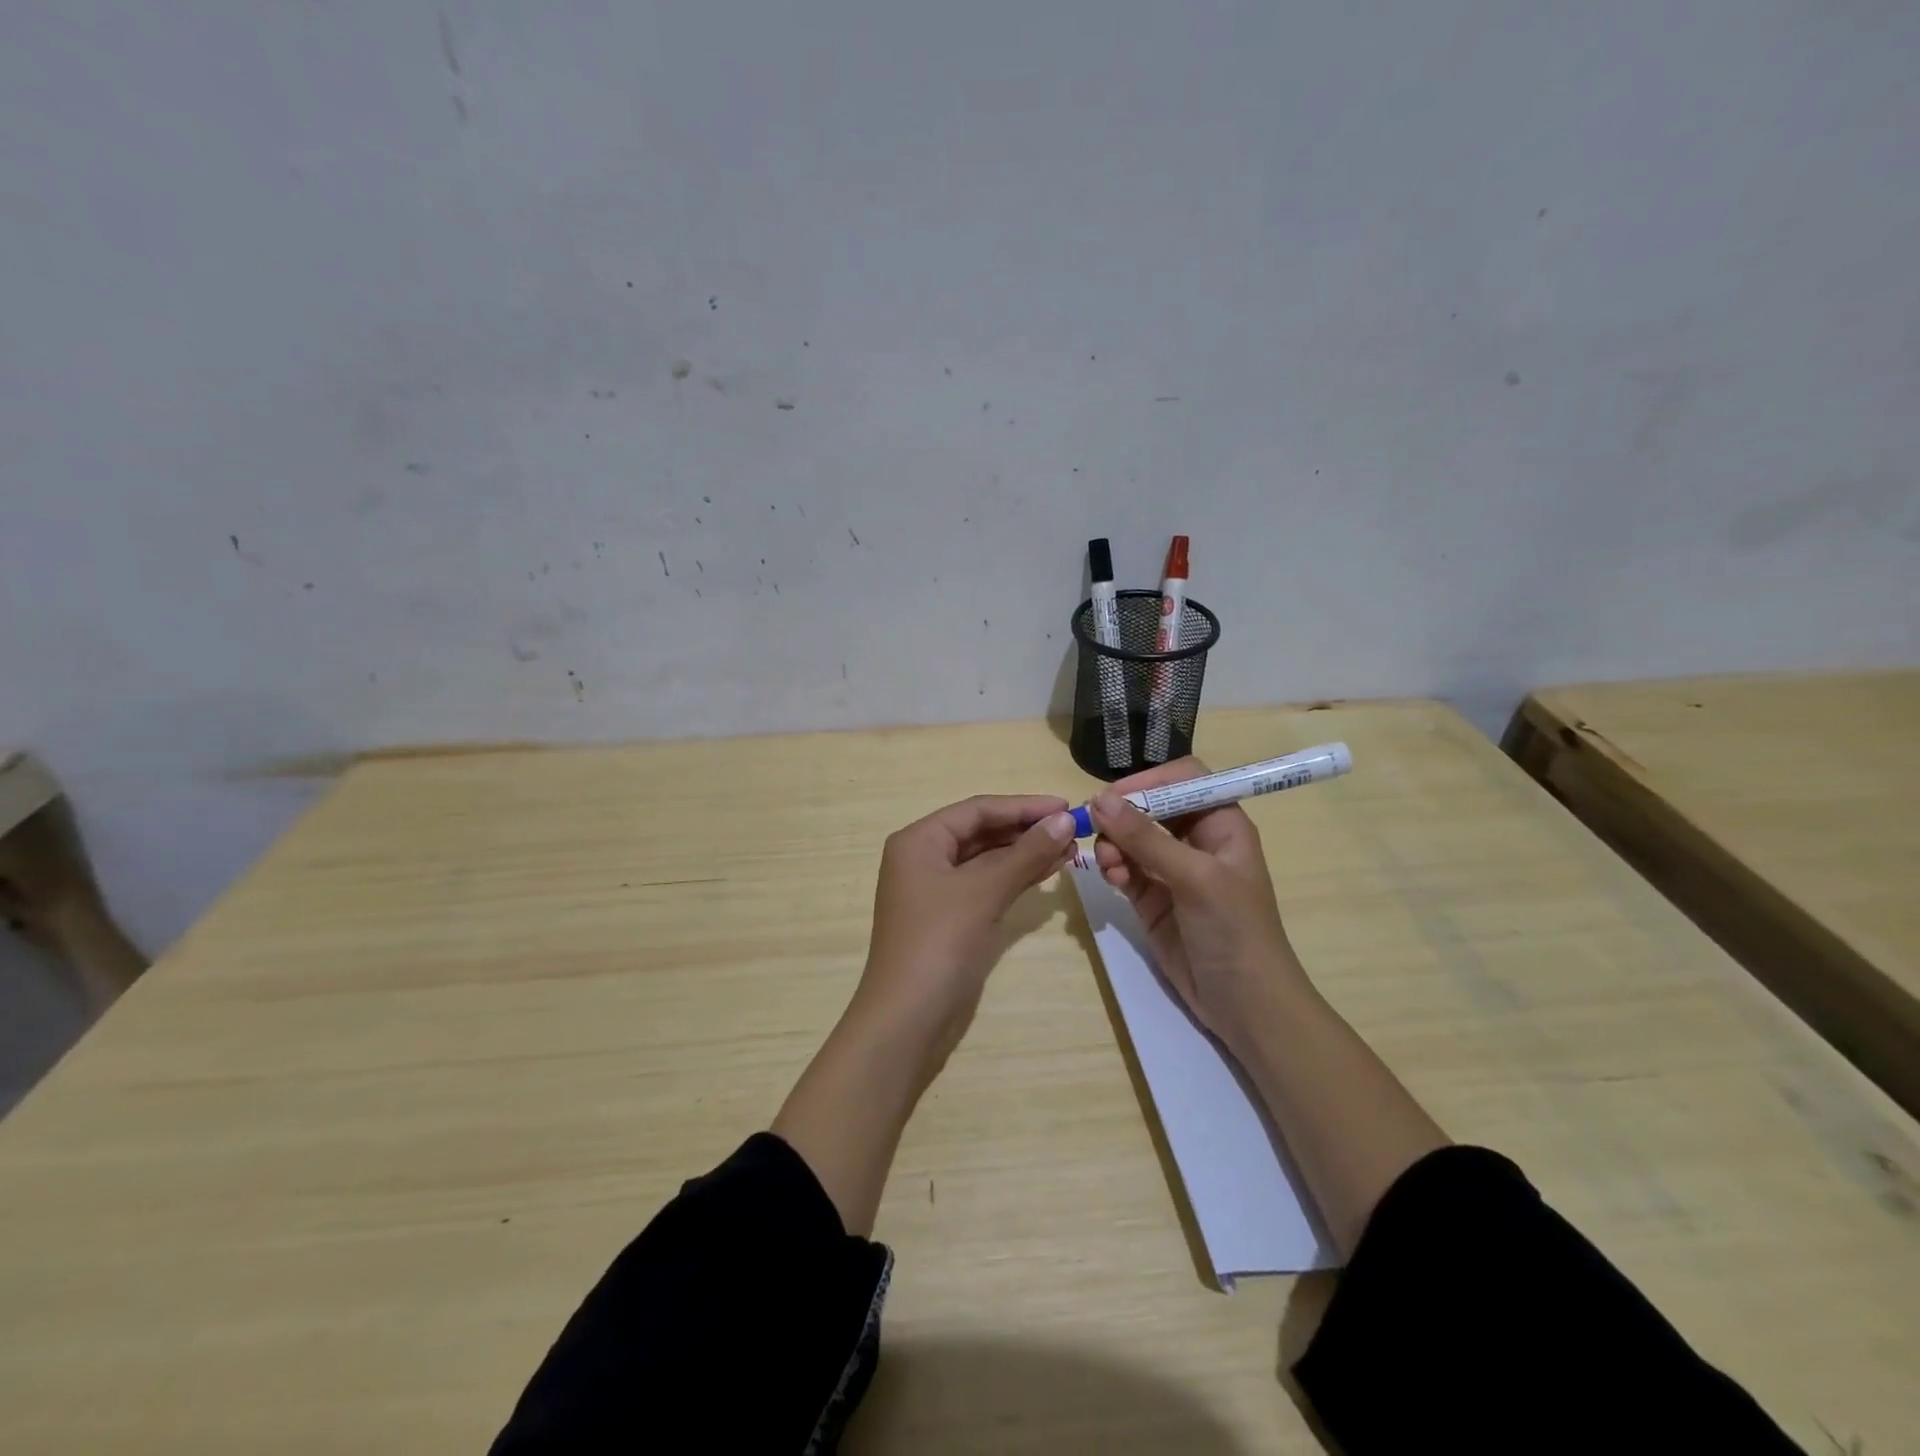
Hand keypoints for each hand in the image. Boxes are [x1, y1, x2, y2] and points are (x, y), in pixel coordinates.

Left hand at [854, 794, 1078, 1070]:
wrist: (908, 1019)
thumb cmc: (939, 942)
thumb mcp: (983, 891)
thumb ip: (1025, 853)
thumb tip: (1063, 820)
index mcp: (919, 840)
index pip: (977, 810)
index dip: (1023, 806)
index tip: (1065, 807)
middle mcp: (924, 858)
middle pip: (981, 832)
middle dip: (1026, 830)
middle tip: (1073, 831)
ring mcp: (936, 890)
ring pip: (987, 859)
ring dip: (1025, 853)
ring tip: (1070, 849)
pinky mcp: (950, 918)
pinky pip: (986, 885)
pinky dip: (1015, 877)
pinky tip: (1048, 872)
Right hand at [1090, 758, 1309, 1054]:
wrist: (1245, 1005)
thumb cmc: (1235, 930)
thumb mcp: (1195, 877)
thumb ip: (1146, 838)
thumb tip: (1099, 799)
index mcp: (1222, 825)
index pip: (1184, 780)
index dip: (1151, 781)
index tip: (1115, 795)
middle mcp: (1196, 841)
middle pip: (1151, 807)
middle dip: (1123, 815)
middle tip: (1094, 825)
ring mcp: (1172, 871)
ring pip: (1132, 838)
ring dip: (1115, 843)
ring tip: (1108, 862)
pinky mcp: (1152, 899)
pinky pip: (1125, 868)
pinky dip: (1113, 868)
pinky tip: (1112, 878)